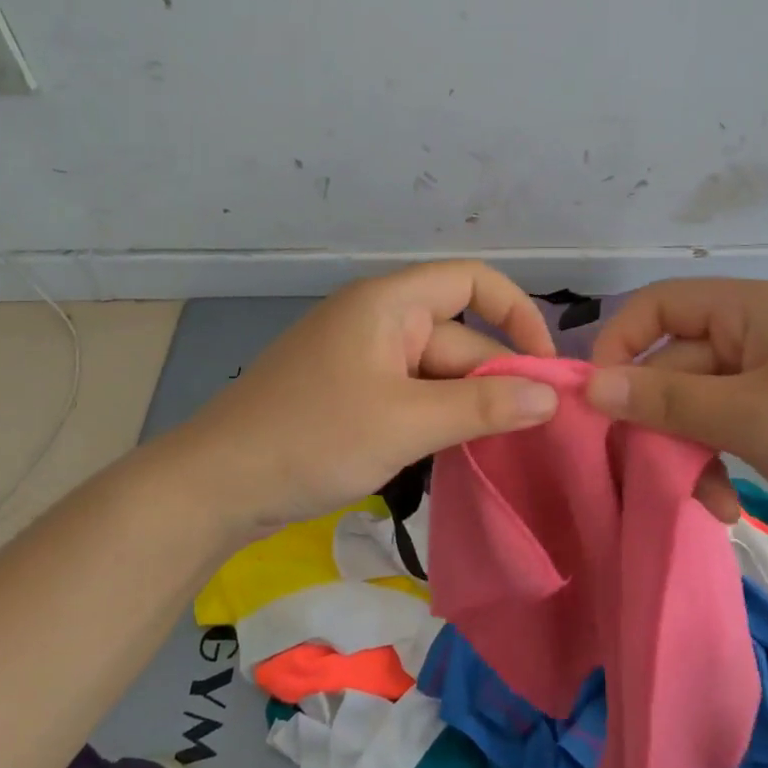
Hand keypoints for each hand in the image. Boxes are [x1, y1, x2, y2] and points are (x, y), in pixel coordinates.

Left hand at [162, 261, 560, 536]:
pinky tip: (451, 453)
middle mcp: (379, 319)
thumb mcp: (407, 422)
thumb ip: (483, 406)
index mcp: (389, 303)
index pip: (473, 282)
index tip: (544, 370)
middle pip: (458, 337)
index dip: (518, 316)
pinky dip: (435, 418)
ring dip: (466, 406)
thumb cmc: (313, 438)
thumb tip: (552, 396)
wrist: (215, 485)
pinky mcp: (350, 392)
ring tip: (495, 449)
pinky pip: (411, 394)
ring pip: (436, 373)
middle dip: (493, 381)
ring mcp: (362, 358)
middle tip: (529, 435)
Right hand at [584, 279, 767, 534]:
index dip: (619, 345)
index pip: (657, 307)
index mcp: (748, 309)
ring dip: (688, 450)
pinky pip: (726, 428)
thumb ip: (664, 399)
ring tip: (702, 499)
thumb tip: (590, 386)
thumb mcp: (749, 416)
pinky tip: (724, 505)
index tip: (598, 401)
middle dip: (659, 420)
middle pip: (674, 364)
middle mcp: (754, 332)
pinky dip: (717, 462)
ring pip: (696, 404)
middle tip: (648, 470)